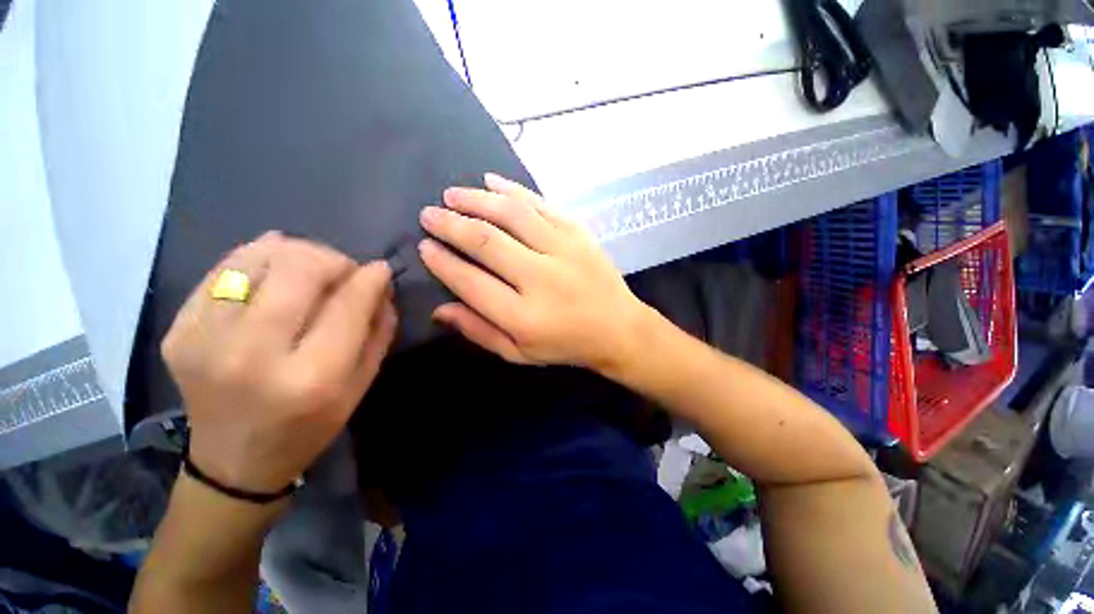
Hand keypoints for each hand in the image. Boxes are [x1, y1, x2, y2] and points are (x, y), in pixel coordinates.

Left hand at [162, 232, 396, 492]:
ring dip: (296, 252)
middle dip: (333, 259)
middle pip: (298, 270)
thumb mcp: (361, 385)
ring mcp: (205, 340)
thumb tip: (379, 284)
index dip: (370, 279)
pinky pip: (223, 269)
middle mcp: (252, 355)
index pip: (347, 306)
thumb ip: (377, 332)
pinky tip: (275, 266)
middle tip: (344, 270)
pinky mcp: (178, 331)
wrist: (233, 461)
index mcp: (310, 379)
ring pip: (257, 259)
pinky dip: (256, 256)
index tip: (380, 269)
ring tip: (311, 267)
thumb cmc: (310, 425)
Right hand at [418, 173, 646, 371]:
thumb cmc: (566, 344)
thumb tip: (439, 308)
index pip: (471, 282)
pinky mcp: (578, 234)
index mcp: (524, 316)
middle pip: (487, 242)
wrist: (618, 328)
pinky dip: (513, 190)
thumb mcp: (519, 353)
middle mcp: (541, 279)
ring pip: (512, 214)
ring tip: (452, 194)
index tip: (424, 246)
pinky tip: (491, 181)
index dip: (443, 262)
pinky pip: (541, 204)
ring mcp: (563, 250)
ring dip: (477, 199)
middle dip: (451, 224)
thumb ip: (479, 331)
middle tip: (429, 214)